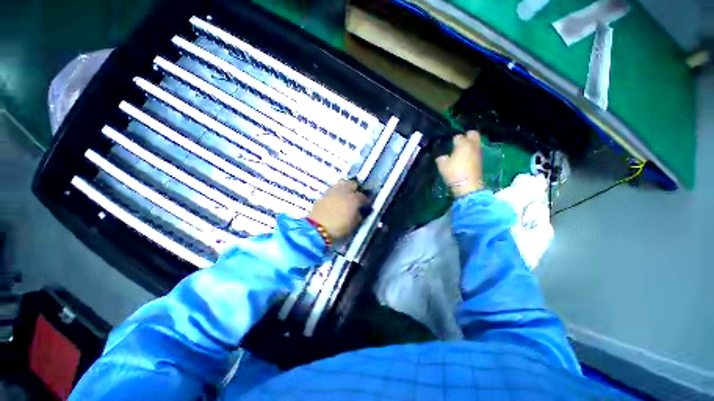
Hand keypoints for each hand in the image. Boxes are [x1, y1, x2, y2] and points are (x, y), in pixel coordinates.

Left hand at [308, 180, 367, 239]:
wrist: (317, 229)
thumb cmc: (339, 228)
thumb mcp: (354, 225)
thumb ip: (359, 216)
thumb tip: (360, 212)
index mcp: (354, 199)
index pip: (363, 196)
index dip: (365, 201)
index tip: (366, 205)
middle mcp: (344, 191)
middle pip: (352, 184)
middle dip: (355, 189)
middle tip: (356, 197)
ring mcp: (332, 191)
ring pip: (341, 184)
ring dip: (345, 188)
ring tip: (345, 196)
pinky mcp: (323, 195)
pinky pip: (333, 190)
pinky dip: (336, 193)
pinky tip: (335, 199)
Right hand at [436, 130, 483, 196]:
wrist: (467, 185)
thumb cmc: (454, 172)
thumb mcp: (442, 165)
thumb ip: (441, 158)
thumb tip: (443, 157)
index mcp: (463, 144)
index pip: (458, 137)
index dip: (453, 139)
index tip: (449, 144)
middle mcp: (472, 145)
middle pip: (473, 134)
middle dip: (467, 135)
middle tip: (460, 141)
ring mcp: (478, 153)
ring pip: (476, 143)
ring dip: (470, 144)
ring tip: (461, 150)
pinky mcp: (480, 161)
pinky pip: (476, 151)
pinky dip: (471, 152)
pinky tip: (465, 157)